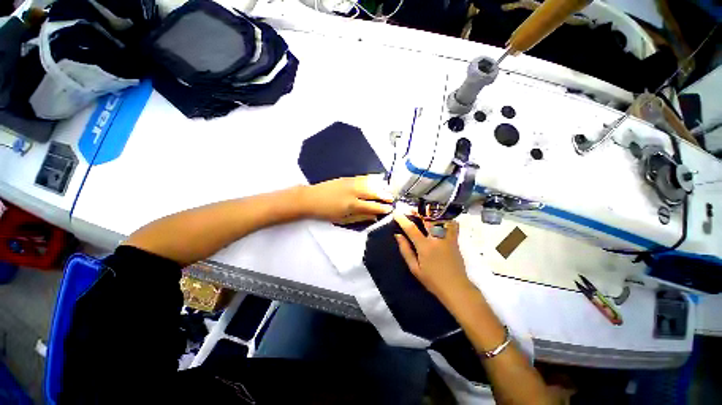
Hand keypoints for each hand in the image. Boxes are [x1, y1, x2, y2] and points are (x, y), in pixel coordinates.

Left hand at [302, 175, 393, 222]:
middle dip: (384, 195)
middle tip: (391, 198)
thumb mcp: (343, 219)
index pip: (372, 206)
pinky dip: (372, 178)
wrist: (311, 198)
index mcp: (352, 205)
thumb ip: (360, 218)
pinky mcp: (347, 178)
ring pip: (370, 183)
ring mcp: (351, 183)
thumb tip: (374, 217)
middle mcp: (354, 192)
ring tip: (387, 189)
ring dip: (380, 186)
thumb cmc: (326, 212)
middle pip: (373, 193)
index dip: (382, 208)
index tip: (389, 209)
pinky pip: (363, 177)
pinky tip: (378, 178)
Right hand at [394, 213, 473, 305]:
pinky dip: (446, 219)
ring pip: (440, 219)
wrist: (456, 288)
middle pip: (426, 219)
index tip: (396, 213)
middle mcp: (436, 239)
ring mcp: (448, 238)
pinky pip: (452, 225)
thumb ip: (406, 250)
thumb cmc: (432, 280)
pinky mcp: (455, 241)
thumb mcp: (415, 268)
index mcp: (425, 246)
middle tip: (410, 210)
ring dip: (430, 214)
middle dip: (417, 212)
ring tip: (424, 212)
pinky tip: (441, 218)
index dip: (402, 219)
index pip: (411, 228)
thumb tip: (398, 236)